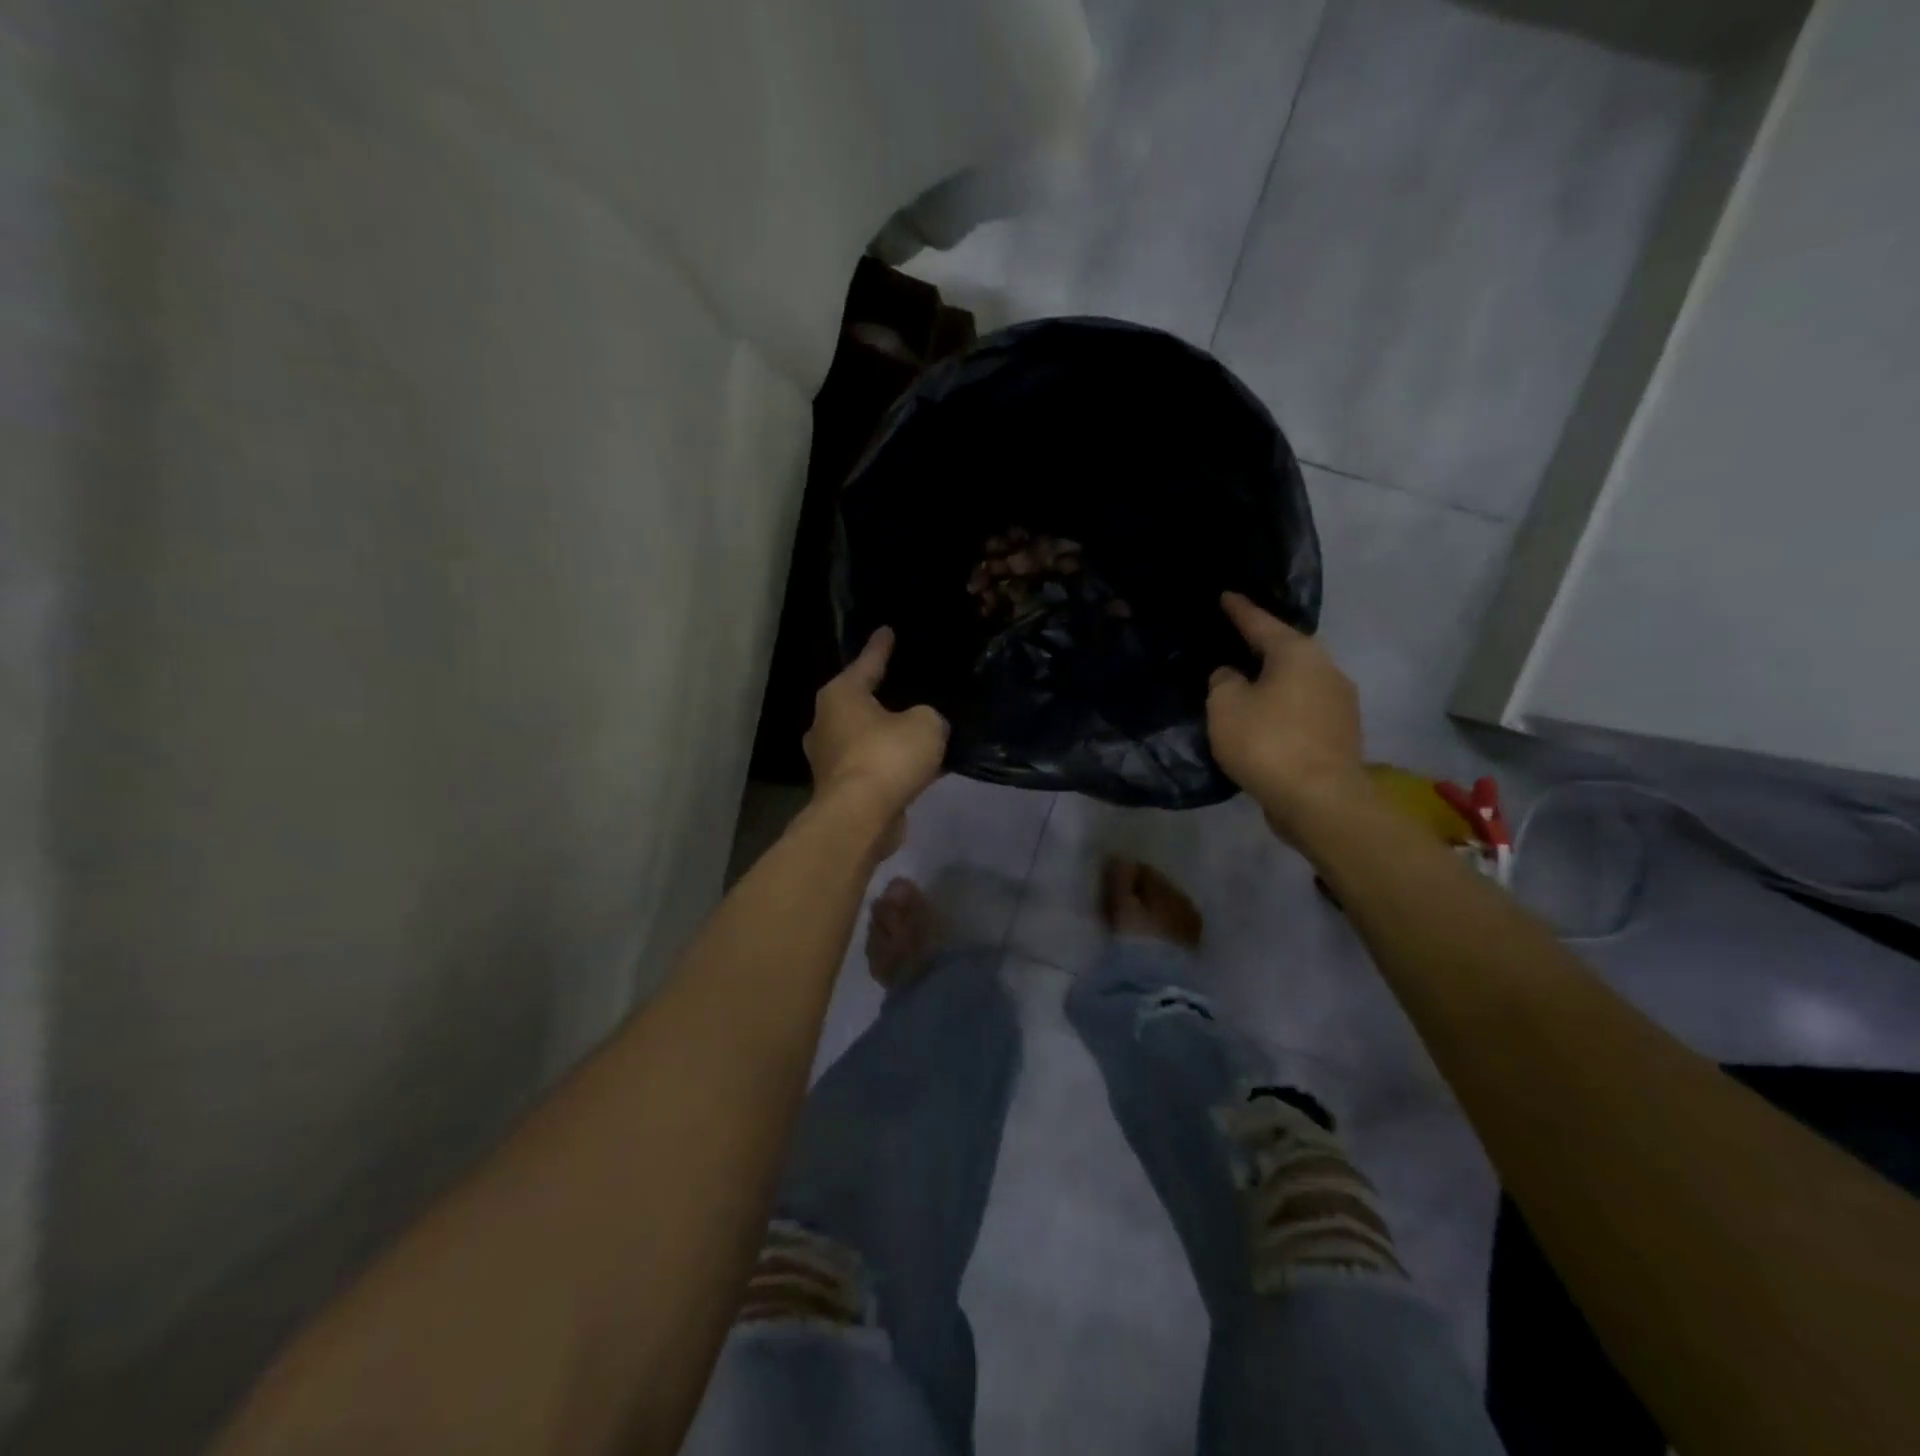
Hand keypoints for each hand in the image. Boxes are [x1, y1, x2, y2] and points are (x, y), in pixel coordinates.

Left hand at [804, 628, 948, 850]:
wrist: (861, 817)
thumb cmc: (887, 756)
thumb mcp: (925, 724)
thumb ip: (928, 717)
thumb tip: (923, 727)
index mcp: (840, 696)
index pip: (867, 663)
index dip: (881, 647)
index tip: (887, 631)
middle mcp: (826, 723)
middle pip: (859, 702)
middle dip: (881, 696)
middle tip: (907, 687)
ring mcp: (830, 759)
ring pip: (866, 737)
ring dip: (889, 736)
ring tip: (918, 730)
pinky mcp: (840, 789)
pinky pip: (873, 766)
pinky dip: (891, 764)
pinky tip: (919, 767)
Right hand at [1207, 592, 1366, 838]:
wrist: (1320, 800)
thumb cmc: (1267, 743)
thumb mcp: (1225, 706)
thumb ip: (1223, 682)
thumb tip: (1234, 676)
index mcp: (1297, 653)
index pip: (1261, 623)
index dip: (1239, 610)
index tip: (1226, 596)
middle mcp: (1326, 669)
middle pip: (1286, 651)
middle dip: (1261, 648)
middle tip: (1234, 643)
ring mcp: (1340, 703)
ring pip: (1298, 682)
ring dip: (1273, 682)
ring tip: (1247, 686)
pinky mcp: (1341, 734)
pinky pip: (1304, 709)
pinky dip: (1283, 709)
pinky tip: (1266, 720)